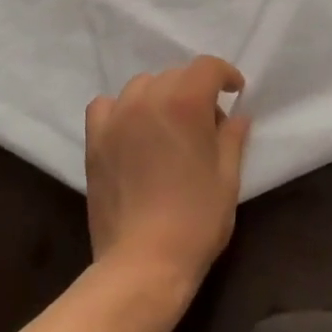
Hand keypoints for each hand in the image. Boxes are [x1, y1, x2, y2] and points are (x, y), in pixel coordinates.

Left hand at [85, 56, 250, 300]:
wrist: (143, 264)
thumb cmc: (195, 220)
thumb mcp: (227, 178)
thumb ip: (232, 137)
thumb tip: (237, 116)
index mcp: (186, 101)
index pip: (207, 67)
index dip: (225, 74)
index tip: (234, 91)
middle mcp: (149, 98)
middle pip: (176, 75)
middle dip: (195, 90)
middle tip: (205, 123)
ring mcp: (117, 117)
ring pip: (143, 86)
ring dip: (160, 97)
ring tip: (167, 127)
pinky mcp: (95, 140)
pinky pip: (106, 106)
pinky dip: (121, 109)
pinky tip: (131, 130)